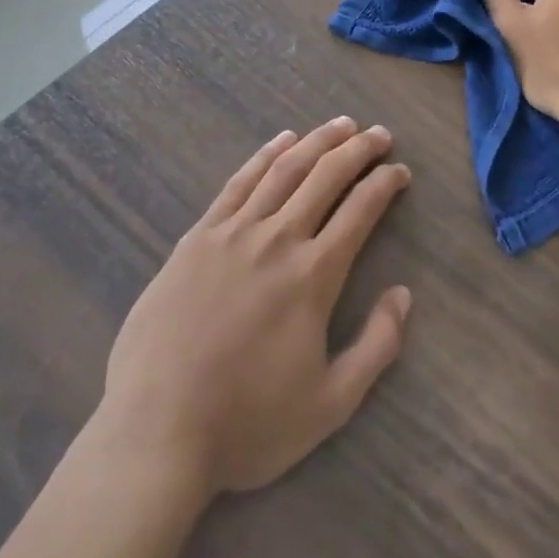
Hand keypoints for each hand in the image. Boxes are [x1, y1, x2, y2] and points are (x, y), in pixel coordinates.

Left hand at [95, 118, 412, 498]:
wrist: (155, 432)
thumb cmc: (247, 422)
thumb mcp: (330, 404)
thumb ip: (376, 346)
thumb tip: (403, 294)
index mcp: (313, 275)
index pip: (360, 210)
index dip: (385, 183)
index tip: (400, 171)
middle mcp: (277, 239)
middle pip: (326, 176)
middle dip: (358, 149)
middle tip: (380, 133)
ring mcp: (233, 233)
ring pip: (285, 170)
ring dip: (318, 142)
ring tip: (341, 125)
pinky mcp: (197, 237)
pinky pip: (239, 183)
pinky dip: (265, 155)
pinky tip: (283, 140)